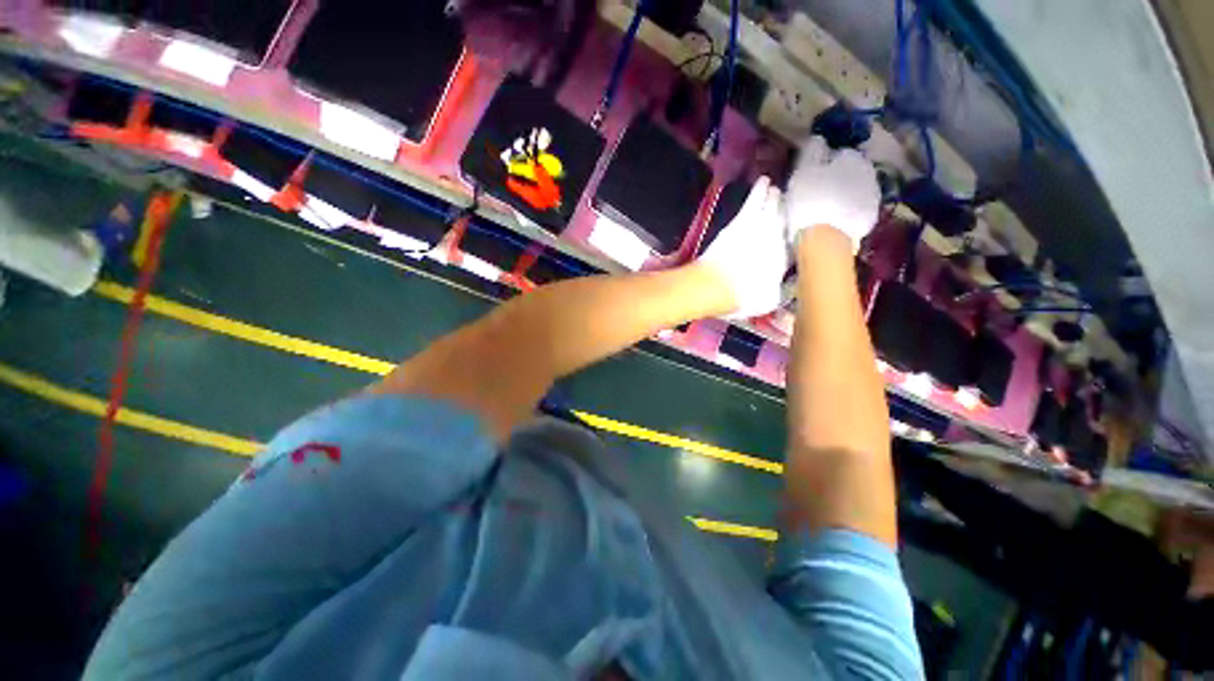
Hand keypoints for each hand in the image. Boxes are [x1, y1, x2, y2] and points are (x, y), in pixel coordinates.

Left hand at [698, 176, 788, 318]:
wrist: (716, 286)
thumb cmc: (740, 298)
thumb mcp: (767, 302)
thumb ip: (780, 291)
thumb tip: (788, 286)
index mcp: (784, 262)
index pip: (796, 245)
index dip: (799, 237)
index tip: (801, 231)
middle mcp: (778, 241)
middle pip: (787, 222)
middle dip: (790, 212)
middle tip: (795, 203)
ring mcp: (760, 228)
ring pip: (773, 208)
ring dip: (777, 199)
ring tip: (779, 192)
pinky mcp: (741, 222)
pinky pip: (754, 201)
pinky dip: (760, 190)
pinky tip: (764, 181)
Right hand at [786, 136, 880, 251]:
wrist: (825, 237)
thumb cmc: (811, 199)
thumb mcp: (804, 171)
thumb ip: (813, 151)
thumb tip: (819, 139)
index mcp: (852, 158)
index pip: (842, 153)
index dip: (828, 162)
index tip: (815, 172)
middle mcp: (869, 173)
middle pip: (852, 171)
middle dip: (839, 177)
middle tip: (820, 189)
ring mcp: (873, 197)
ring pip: (857, 189)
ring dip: (846, 193)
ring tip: (827, 205)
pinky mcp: (870, 218)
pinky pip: (858, 209)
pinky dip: (849, 210)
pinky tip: (836, 219)